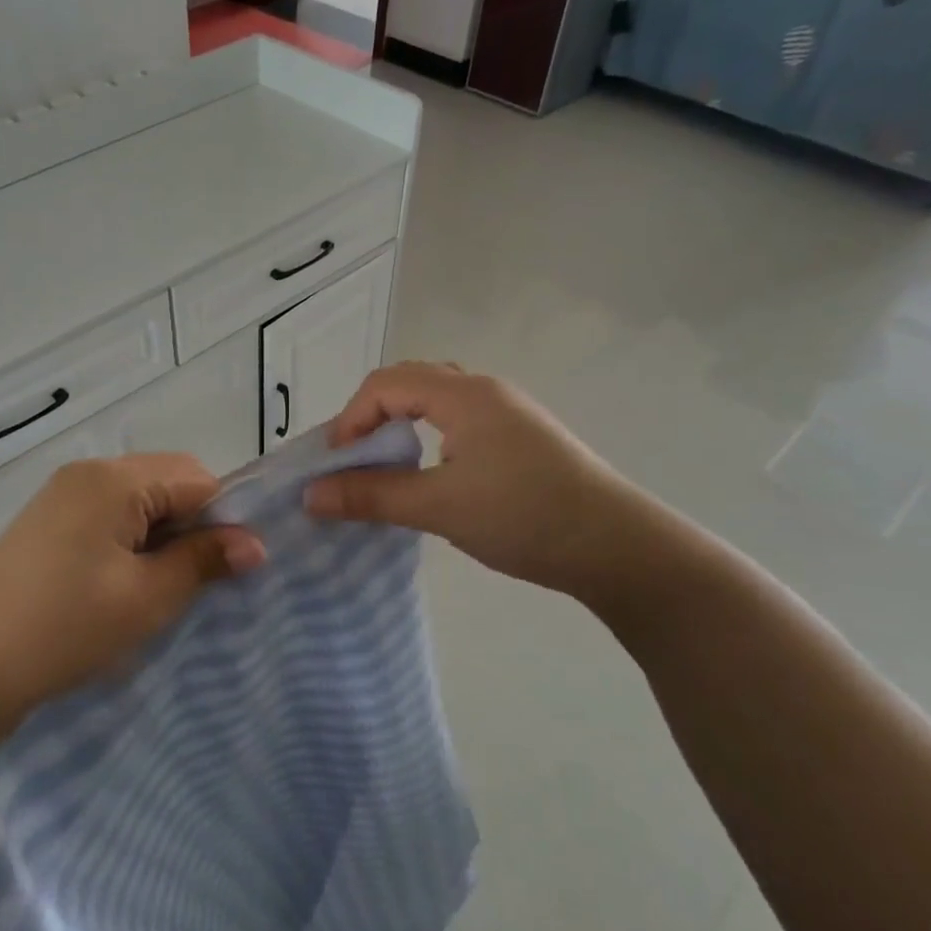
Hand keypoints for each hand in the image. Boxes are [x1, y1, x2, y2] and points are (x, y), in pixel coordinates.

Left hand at [0, 455, 263, 746]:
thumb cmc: (64, 628)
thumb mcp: (146, 598)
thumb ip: (203, 561)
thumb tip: (256, 544)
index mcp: (113, 479)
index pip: (197, 479)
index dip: (224, 519)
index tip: (233, 569)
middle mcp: (88, 474)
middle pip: (167, 483)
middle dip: (193, 528)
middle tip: (197, 584)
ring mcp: (63, 497)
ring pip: (139, 504)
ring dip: (162, 539)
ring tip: (161, 590)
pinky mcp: (48, 525)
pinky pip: (109, 519)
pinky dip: (131, 545)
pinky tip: (126, 586)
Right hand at [304, 362, 639, 599]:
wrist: (619, 548)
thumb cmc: (523, 516)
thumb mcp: (439, 507)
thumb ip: (372, 496)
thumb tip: (310, 494)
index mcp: (463, 395)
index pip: (385, 385)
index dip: (350, 419)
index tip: (336, 465)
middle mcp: (485, 390)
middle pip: (410, 381)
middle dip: (371, 416)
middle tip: (354, 459)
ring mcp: (508, 412)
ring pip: (436, 399)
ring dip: (401, 423)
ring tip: (385, 464)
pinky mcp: (522, 438)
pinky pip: (459, 419)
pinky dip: (428, 434)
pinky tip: (432, 473)